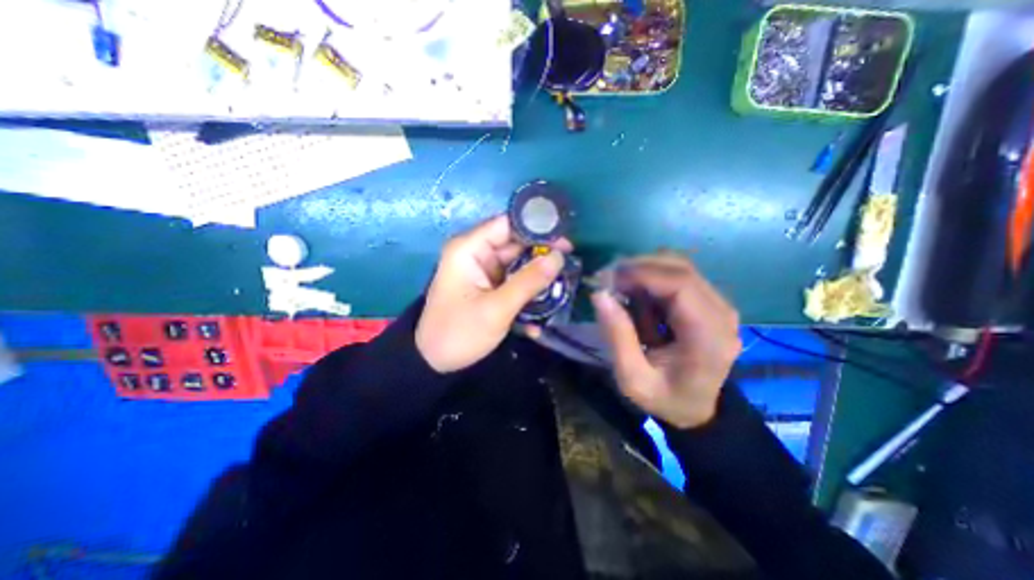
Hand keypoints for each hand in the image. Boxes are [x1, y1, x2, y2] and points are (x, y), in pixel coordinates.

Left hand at [415, 214, 568, 372]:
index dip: (536, 227)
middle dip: (542, 254)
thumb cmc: (460, 333)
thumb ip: (528, 281)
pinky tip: (542, 307)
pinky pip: (514, 280)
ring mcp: (483, 271)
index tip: (564, 240)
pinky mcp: (489, 286)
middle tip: (571, 264)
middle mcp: (476, 254)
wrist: (435, 362)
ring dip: (538, 275)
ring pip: (518, 263)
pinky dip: (528, 289)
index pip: (506, 224)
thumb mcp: (496, 308)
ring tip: (562, 285)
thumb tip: (559, 257)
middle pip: (515, 244)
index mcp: (469, 249)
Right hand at [590, 254, 742, 429]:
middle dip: (639, 267)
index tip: (609, 278)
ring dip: (645, 271)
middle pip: (681, 268)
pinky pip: (678, 276)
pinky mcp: (709, 302)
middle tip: (608, 280)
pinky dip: (652, 279)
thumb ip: (617, 337)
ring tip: (620, 289)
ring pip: (679, 267)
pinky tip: (637, 296)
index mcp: (708, 337)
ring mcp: (718, 305)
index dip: (642, 273)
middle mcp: (721, 314)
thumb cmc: (665, 398)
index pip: (681, 285)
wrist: (697, 408)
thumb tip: (599, 295)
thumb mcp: (632, 379)